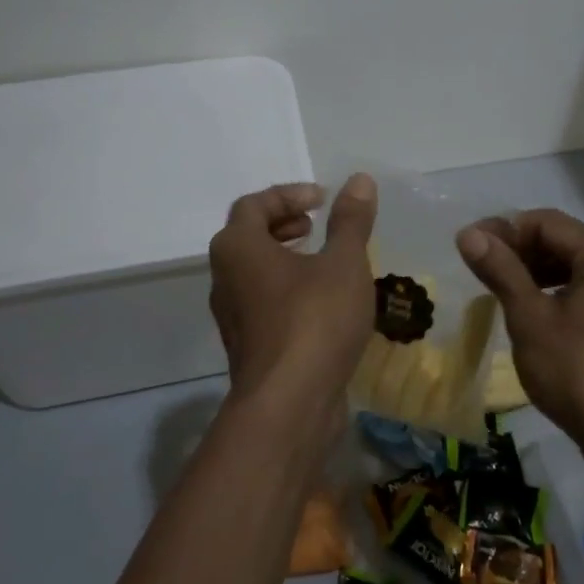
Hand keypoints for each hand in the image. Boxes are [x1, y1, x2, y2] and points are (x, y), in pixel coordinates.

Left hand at [209, 174, 377, 405]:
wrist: (290, 403)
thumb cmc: (315, 319)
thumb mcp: (343, 262)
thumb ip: (350, 220)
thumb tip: (360, 180)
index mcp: (237, 248)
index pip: (253, 204)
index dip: (289, 195)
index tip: (323, 200)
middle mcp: (224, 278)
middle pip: (247, 236)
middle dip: (283, 224)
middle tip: (316, 225)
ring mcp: (232, 316)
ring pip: (254, 273)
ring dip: (285, 258)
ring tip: (324, 261)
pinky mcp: (248, 347)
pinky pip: (263, 303)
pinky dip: (287, 289)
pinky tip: (323, 303)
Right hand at [455, 208, 583, 470]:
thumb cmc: (577, 372)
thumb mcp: (530, 318)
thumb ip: (501, 270)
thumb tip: (468, 233)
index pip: (545, 223)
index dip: (503, 230)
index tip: (467, 247)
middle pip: (562, 240)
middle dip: (519, 251)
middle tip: (479, 269)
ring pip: (573, 264)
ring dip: (535, 271)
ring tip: (498, 289)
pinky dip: (557, 291)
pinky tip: (531, 310)